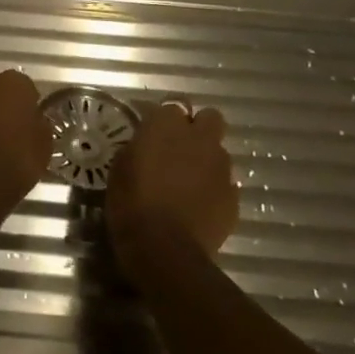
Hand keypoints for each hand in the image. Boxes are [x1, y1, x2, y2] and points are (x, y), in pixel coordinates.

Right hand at [107, 101, 237, 281]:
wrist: (163, 248)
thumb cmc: (131, 203)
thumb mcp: (121, 167)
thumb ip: (140, 147)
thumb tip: (147, 145)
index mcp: (167, 126)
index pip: (172, 105)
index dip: (165, 119)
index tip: (154, 132)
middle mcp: (200, 139)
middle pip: (210, 118)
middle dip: (198, 128)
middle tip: (180, 148)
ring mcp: (221, 168)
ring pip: (219, 152)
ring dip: (206, 161)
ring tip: (189, 182)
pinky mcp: (233, 197)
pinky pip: (225, 184)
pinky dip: (214, 190)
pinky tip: (198, 206)